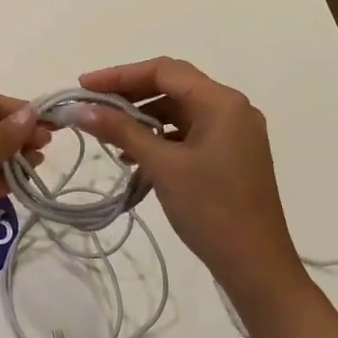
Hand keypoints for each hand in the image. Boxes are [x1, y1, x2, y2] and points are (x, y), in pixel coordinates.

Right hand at [75, 58, 300, 296]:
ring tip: (107, 133)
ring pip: (179, 111)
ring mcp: (234, 133)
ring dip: (143, 118)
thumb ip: (121, 131)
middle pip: (172, 87)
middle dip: (129, 95)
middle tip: (91, 106)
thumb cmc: (211, 209)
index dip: (120, 75)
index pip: (164, 71)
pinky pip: (188, 133)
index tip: (83, 86)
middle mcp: (232, 109)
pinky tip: (133, 156)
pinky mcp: (230, 155)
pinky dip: (160, 138)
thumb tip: (80, 109)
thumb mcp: (162, 166)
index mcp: (222, 102)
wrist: (257, 266)